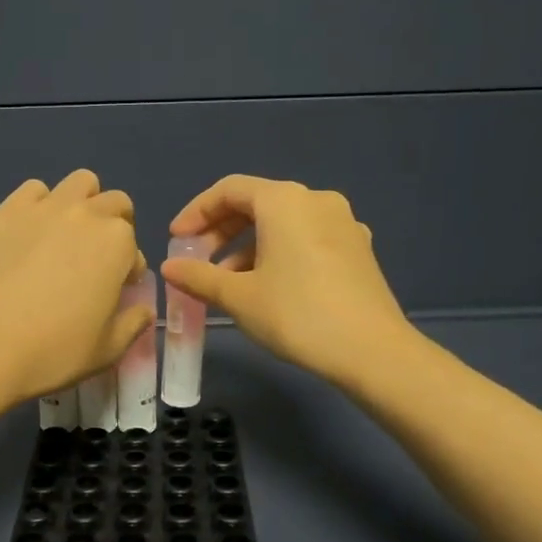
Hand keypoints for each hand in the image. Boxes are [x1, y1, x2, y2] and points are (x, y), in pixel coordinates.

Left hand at [0, 170, 152, 408]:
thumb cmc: (54, 351)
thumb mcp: (108, 350)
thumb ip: (133, 323)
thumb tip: (142, 309)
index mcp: (117, 243)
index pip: (134, 248)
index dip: (127, 271)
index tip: (114, 291)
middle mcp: (85, 214)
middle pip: (115, 203)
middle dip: (114, 226)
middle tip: (96, 260)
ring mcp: (43, 208)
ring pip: (80, 183)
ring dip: (83, 203)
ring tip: (67, 236)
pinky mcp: (5, 212)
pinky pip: (33, 190)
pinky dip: (40, 204)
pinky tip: (30, 234)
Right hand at [163, 175, 408, 386]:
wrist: (372, 351)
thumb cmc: (297, 314)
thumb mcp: (238, 297)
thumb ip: (199, 276)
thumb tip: (170, 267)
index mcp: (284, 201)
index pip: (229, 190)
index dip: (196, 212)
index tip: (176, 240)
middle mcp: (316, 200)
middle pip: (257, 203)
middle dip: (221, 231)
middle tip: (197, 262)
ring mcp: (343, 223)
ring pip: (282, 223)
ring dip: (248, 246)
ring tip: (228, 283)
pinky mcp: (357, 249)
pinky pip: (306, 238)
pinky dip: (278, 253)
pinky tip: (268, 286)